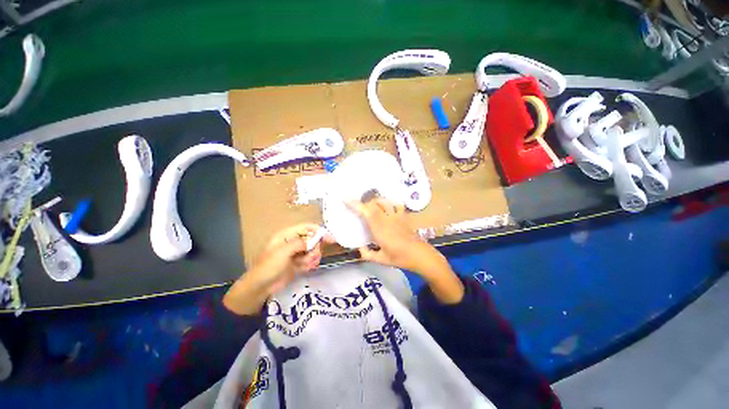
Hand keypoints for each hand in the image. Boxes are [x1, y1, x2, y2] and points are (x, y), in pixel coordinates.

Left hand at [223, 223, 333, 314]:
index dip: (319, 231)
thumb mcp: (283, 251)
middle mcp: (293, 242)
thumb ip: (300, 243)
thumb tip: (314, 239)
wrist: (261, 287)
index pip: (307, 227)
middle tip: (311, 256)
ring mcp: (297, 253)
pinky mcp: (299, 263)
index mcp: (287, 235)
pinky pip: (311, 260)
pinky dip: (310, 264)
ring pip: (313, 250)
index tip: (330, 239)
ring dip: (312, 258)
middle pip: (313, 239)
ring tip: (305, 265)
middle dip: (315, 248)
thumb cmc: (269, 266)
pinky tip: (305, 269)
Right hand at [350, 198, 462, 303]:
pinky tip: (388, 208)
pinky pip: (397, 205)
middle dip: (364, 203)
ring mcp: (397, 216)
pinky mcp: (404, 217)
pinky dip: (390, 203)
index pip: (365, 211)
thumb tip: (359, 249)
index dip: (355, 204)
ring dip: (376, 201)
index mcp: (379, 228)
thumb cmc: (400, 258)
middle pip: (374, 203)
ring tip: (371, 206)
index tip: (345, 199)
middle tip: (358, 207)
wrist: (420, 255)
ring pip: (384, 201)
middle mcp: (387, 218)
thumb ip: (367, 254)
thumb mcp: (381, 259)